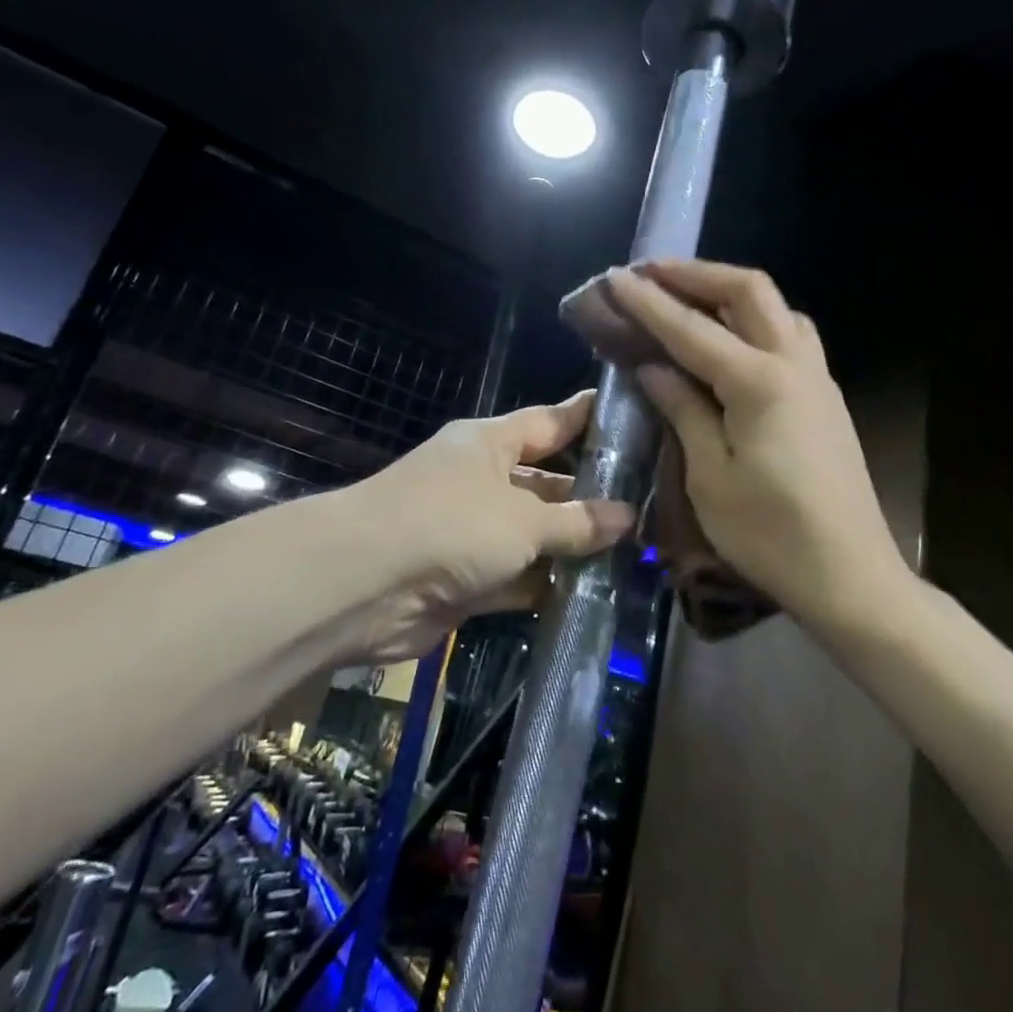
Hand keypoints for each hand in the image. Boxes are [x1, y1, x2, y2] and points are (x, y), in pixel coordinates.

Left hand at [342, 391, 634, 659]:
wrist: (363, 586)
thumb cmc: (450, 525)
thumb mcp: (523, 518)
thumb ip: (576, 521)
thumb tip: (628, 517)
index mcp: (489, 444)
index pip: (549, 422)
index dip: (587, 419)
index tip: (632, 418)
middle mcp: (480, 481)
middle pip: (545, 483)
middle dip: (590, 496)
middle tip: (649, 505)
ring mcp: (470, 532)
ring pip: (533, 534)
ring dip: (572, 547)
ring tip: (634, 554)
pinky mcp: (464, 579)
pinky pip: (516, 578)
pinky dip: (545, 586)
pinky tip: (592, 594)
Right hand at [606, 261, 907, 626]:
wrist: (851, 577)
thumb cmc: (770, 535)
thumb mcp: (710, 476)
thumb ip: (682, 409)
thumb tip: (654, 366)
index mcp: (760, 383)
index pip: (692, 329)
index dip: (649, 302)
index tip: (614, 278)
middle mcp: (795, 365)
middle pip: (749, 291)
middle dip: (697, 274)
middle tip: (652, 273)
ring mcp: (818, 379)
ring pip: (777, 308)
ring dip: (730, 293)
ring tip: (689, 300)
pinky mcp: (826, 399)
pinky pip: (790, 336)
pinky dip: (755, 321)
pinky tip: (731, 343)